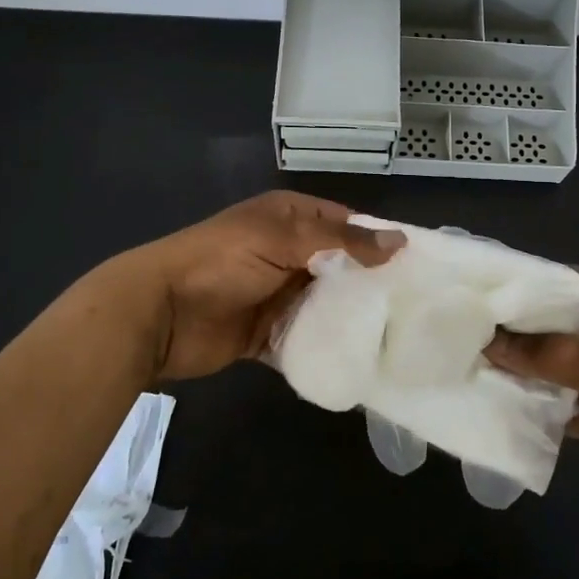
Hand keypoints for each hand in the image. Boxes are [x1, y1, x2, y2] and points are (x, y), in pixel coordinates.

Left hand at [113, 192, 400, 381]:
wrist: (160, 313)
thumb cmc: (222, 261)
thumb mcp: (283, 239)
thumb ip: (341, 242)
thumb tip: (399, 242)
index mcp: (289, 218)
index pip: (345, 224)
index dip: (378, 241)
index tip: (417, 265)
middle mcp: (286, 253)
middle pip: (339, 267)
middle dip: (369, 284)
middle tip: (414, 307)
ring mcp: (276, 294)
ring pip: (324, 305)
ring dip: (349, 319)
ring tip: (396, 336)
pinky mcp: (267, 332)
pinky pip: (305, 338)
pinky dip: (324, 347)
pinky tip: (357, 359)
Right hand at [486, 271, 578, 530]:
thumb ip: (545, 352)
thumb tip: (489, 340)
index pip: (568, 282)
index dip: (528, 284)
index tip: (481, 287)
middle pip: (555, 324)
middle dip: (515, 329)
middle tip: (464, 324)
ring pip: (550, 363)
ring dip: (517, 366)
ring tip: (466, 357)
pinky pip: (553, 399)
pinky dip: (528, 400)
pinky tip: (490, 396)